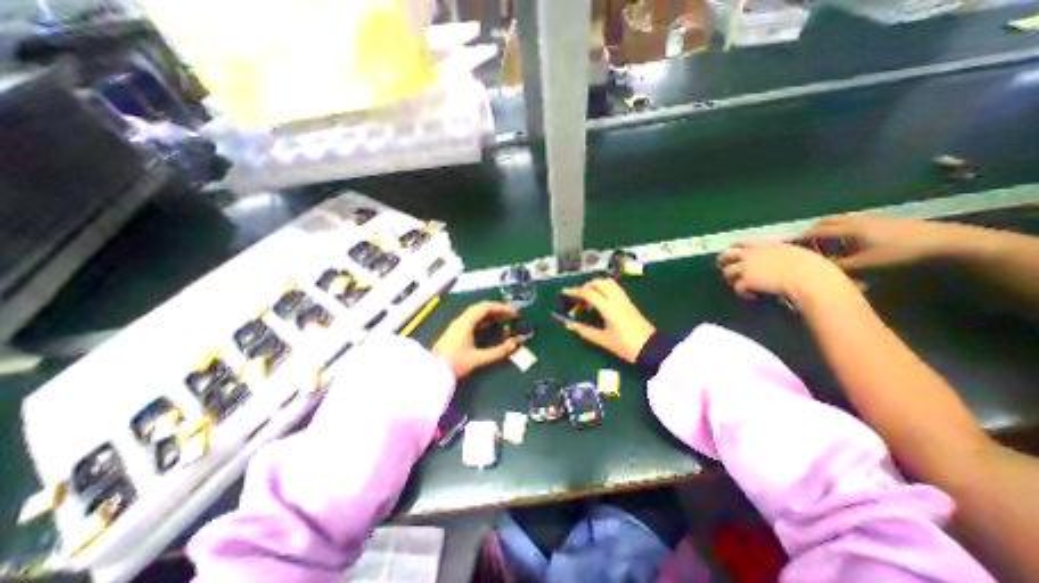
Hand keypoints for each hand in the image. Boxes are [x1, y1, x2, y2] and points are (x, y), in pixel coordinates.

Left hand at [434, 304, 524, 379]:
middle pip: (481, 308)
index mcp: (466, 322)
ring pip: (476, 313)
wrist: (431, 372)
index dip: (502, 308)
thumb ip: (498, 351)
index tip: (514, 313)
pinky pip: (472, 320)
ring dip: (491, 314)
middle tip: (511, 315)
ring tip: (504, 319)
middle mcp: (461, 320)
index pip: (486, 307)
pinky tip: (490, 327)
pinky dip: (484, 320)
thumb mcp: (478, 358)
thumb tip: (515, 344)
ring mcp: (457, 325)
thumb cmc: (454, 364)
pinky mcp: (455, 332)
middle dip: (497, 309)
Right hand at [564, 277, 651, 363]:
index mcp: (608, 308)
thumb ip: (585, 331)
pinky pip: (614, 288)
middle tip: (578, 297)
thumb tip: (569, 325)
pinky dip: (604, 288)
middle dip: (585, 286)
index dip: (575, 291)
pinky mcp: (629, 302)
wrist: (651, 348)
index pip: (589, 293)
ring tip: (589, 296)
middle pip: (598, 283)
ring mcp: (624, 299)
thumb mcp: (603, 340)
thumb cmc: (625, 345)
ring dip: (596, 285)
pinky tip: (601, 300)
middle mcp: (616, 299)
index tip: (565, 292)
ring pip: (608, 282)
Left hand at [721, 240, 865, 308]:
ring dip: (732, 279)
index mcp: (765, 245)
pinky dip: (742, 292)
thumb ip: (779, 255)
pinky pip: (737, 287)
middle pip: (726, 255)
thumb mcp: (795, 253)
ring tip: (741, 286)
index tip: (730, 253)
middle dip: (722, 262)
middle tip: (725, 270)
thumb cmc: (813, 267)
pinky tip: (751, 296)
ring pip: (727, 272)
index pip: (741, 243)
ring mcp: (747, 266)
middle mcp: (752, 254)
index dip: (733, 249)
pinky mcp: (746, 280)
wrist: (810, 279)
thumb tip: (775, 260)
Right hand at [803, 214, 947, 270]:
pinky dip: (842, 232)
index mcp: (846, 229)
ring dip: (827, 232)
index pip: (813, 232)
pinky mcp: (881, 221)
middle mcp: (853, 220)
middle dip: (811, 234)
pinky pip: (851, 224)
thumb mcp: (864, 264)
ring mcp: (868, 219)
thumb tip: (814, 270)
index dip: (798, 240)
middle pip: (824, 223)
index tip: (786, 248)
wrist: (945, 241)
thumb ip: (836, 267)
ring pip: (838, 222)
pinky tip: (849, 245)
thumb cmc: (899, 253)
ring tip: (827, 247)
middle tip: (807, 248)